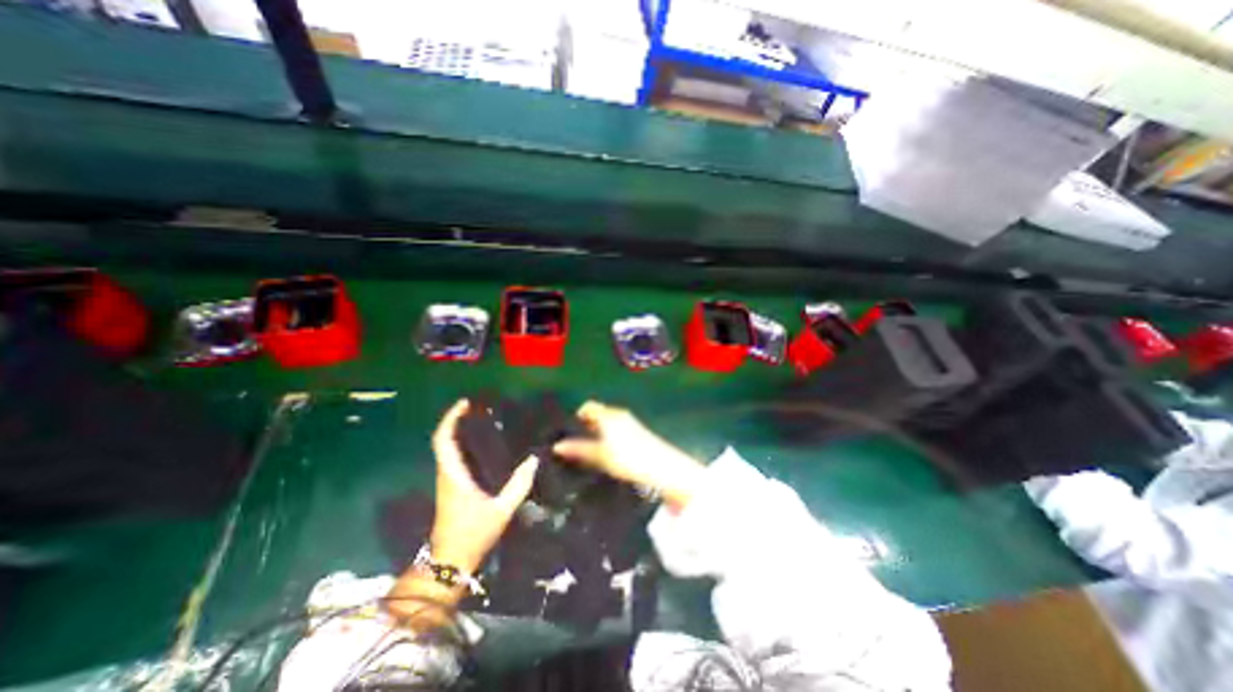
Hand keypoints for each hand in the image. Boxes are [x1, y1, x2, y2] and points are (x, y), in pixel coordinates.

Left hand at [428, 396, 537, 574]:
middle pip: (444, 440)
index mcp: (453, 475)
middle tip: (478, 408)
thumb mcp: (501, 509)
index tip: (465, 404)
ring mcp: (447, 481)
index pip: (443, 440)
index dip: (450, 419)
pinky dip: (463, 445)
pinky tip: (483, 445)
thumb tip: (534, 460)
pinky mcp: (451, 488)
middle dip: (456, 421)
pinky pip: (453, 458)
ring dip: (459, 432)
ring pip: (447, 449)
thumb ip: (519, 485)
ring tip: (482, 421)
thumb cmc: (473, 534)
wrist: (450, 561)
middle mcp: (447, 474)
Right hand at [552, 402, 703, 510]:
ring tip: (589, 448)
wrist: (661, 466)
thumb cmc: (628, 459)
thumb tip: (557, 446)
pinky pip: (617, 427)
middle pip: (598, 413)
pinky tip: (608, 451)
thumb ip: (579, 449)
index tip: (568, 430)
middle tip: (576, 441)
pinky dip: (608, 434)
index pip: (588, 406)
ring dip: (598, 430)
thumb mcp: (601, 456)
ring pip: (608, 421)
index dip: (577, 415)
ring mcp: (630, 422)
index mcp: (609, 415)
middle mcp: (619, 414)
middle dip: (586, 424)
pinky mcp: (638, 431)